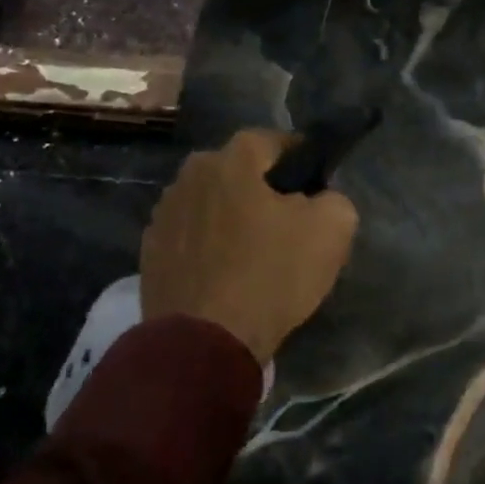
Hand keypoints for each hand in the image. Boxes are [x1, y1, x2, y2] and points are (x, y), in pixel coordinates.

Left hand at [140, 129, 358, 364]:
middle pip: (236, 171)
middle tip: (287, 217)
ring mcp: (163, 216)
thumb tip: (321, 199)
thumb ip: (334, 199)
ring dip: (231, 216)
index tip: (316, 180)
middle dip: (261, 186)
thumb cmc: (271, 274)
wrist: (204, 342)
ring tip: (255, 248)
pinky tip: (227, 272)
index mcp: (231, 161)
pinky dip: (209, 245)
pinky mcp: (150, 254)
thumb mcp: (333, 229)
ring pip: (210, 203)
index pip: (272, 140)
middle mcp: (190, 177)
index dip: (298, 156)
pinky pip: (192, 236)